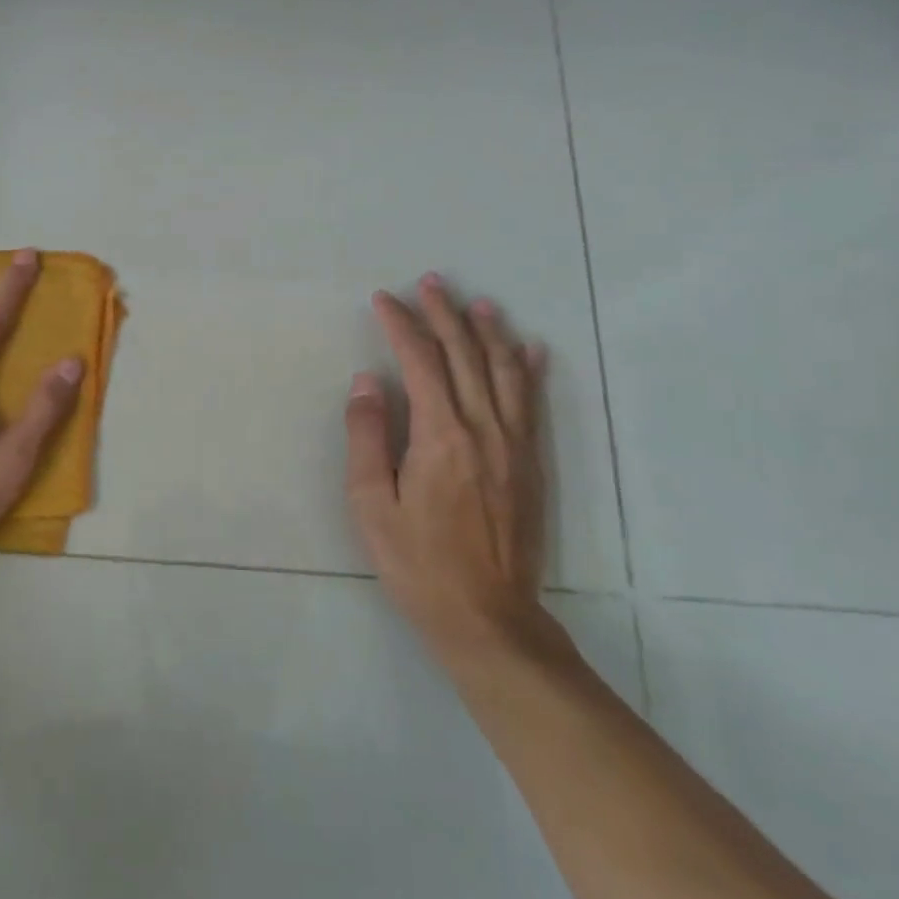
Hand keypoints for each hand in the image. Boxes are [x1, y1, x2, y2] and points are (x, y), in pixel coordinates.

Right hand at [345, 275, 551, 661]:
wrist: (487, 616)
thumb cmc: (418, 562)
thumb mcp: (372, 503)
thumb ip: (367, 436)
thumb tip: (366, 381)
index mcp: (440, 435)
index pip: (420, 361)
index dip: (401, 325)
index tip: (384, 299)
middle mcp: (483, 427)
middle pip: (464, 354)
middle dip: (444, 314)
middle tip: (430, 282)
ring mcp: (514, 444)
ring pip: (503, 371)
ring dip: (488, 331)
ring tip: (476, 302)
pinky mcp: (531, 463)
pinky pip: (532, 403)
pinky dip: (529, 369)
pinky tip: (530, 348)